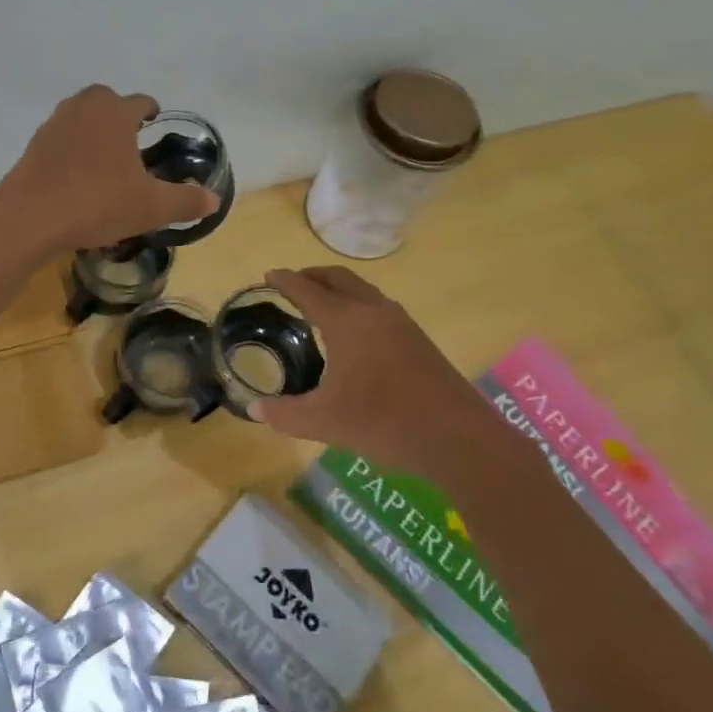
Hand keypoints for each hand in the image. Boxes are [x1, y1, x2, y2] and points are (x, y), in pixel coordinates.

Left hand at [0, 86, 218, 252]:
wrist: (31, 216)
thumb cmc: (98, 202)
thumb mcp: (151, 207)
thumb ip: (185, 201)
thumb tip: (214, 200)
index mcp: (116, 113)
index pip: (140, 102)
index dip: (151, 112)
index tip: (155, 124)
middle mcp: (84, 109)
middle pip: (105, 99)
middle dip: (118, 114)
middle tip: (130, 140)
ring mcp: (54, 125)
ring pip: (79, 116)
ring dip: (92, 129)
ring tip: (104, 157)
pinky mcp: (33, 146)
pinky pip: (60, 138)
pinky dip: (71, 148)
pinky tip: (77, 175)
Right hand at [249, 266, 470, 451]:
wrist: (457, 437)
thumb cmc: (384, 422)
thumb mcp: (325, 422)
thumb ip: (285, 415)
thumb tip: (254, 410)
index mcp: (347, 322)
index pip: (308, 291)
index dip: (286, 281)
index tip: (269, 274)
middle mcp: (373, 312)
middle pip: (339, 279)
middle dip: (313, 275)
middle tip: (293, 282)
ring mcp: (401, 323)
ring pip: (363, 291)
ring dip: (339, 288)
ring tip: (321, 304)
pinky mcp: (418, 340)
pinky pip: (378, 307)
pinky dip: (357, 305)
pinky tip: (355, 334)